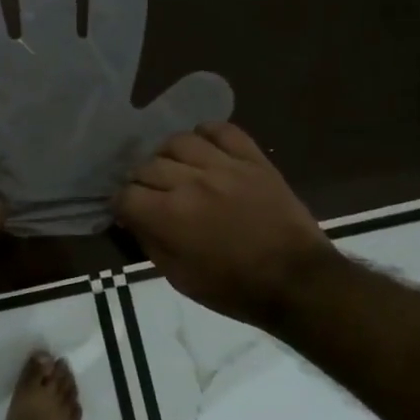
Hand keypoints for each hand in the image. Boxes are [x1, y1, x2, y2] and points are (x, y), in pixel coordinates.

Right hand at [113, 122, 333, 329]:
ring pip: (179, 141)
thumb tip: (132, 219)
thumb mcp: (179, 278)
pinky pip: (222, 130)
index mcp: (170, 216)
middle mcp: (191, 182)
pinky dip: (207, 134)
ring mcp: (224, 166)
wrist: (297, 282)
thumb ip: (150, 243)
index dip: (122, 205)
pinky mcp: (253, 159)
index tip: (128, 213)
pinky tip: (204, 149)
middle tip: (152, 196)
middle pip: (147, 165)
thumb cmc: (234, 289)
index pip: (126, 194)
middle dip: (142, 182)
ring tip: (176, 169)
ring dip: (169, 156)